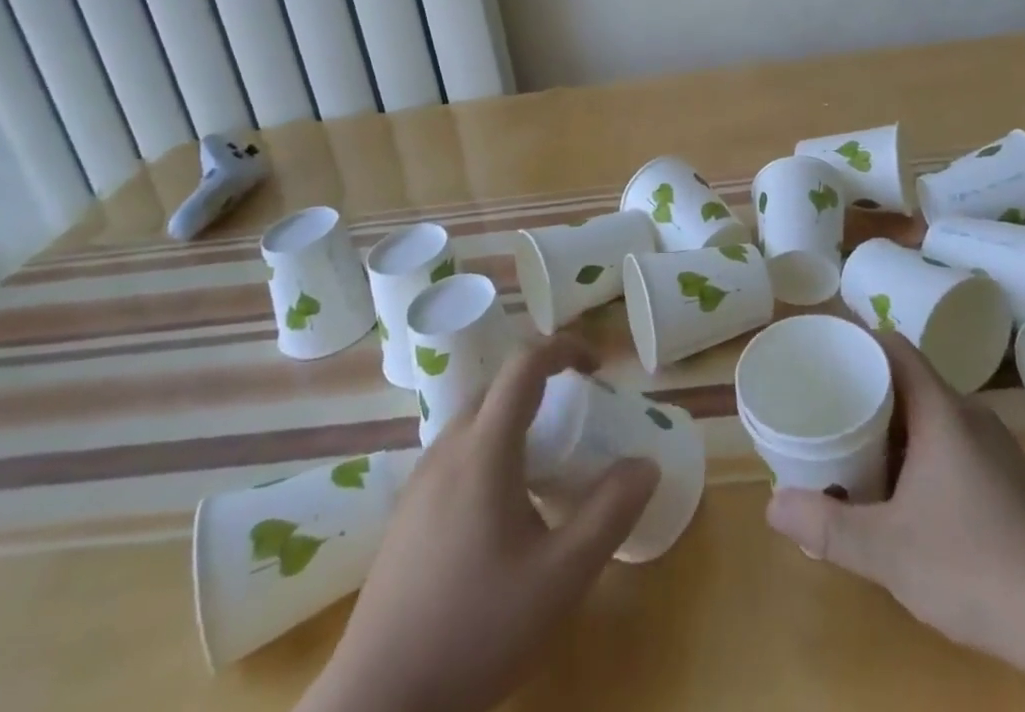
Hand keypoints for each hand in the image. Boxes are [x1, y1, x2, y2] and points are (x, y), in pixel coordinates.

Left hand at [298, 336, 659, 711]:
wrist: (379, 703)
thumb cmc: (475, 630)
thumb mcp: (560, 578)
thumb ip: (608, 514)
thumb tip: (645, 464)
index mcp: (483, 449)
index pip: (524, 365)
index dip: (564, 348)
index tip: (597, 367)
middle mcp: (447, 449)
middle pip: (498, 387)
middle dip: (543, 384)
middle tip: (579, 417)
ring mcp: (420, 481)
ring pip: (475, 420)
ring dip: (515, 418)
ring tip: (548, 463)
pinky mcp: (407, 512)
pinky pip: (457, 453)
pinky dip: (492, 449)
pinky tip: (505, 509)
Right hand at [766, 333, 1024, 710]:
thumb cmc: (979, 567)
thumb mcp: (889, 551)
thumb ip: (828, 526)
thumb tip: (772, 504)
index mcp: (941, 411)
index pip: (894, 346)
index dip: (857, 338)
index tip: (822, 348)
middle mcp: (970, 418)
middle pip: (910, 381)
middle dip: (866, 389)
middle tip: (824, 405)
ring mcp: (996, 452)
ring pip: (933, 418)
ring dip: (893, 427)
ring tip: (854, 448)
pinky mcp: (1013, 487)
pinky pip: (953, 448)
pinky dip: (920, 455)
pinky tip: (906, 497)